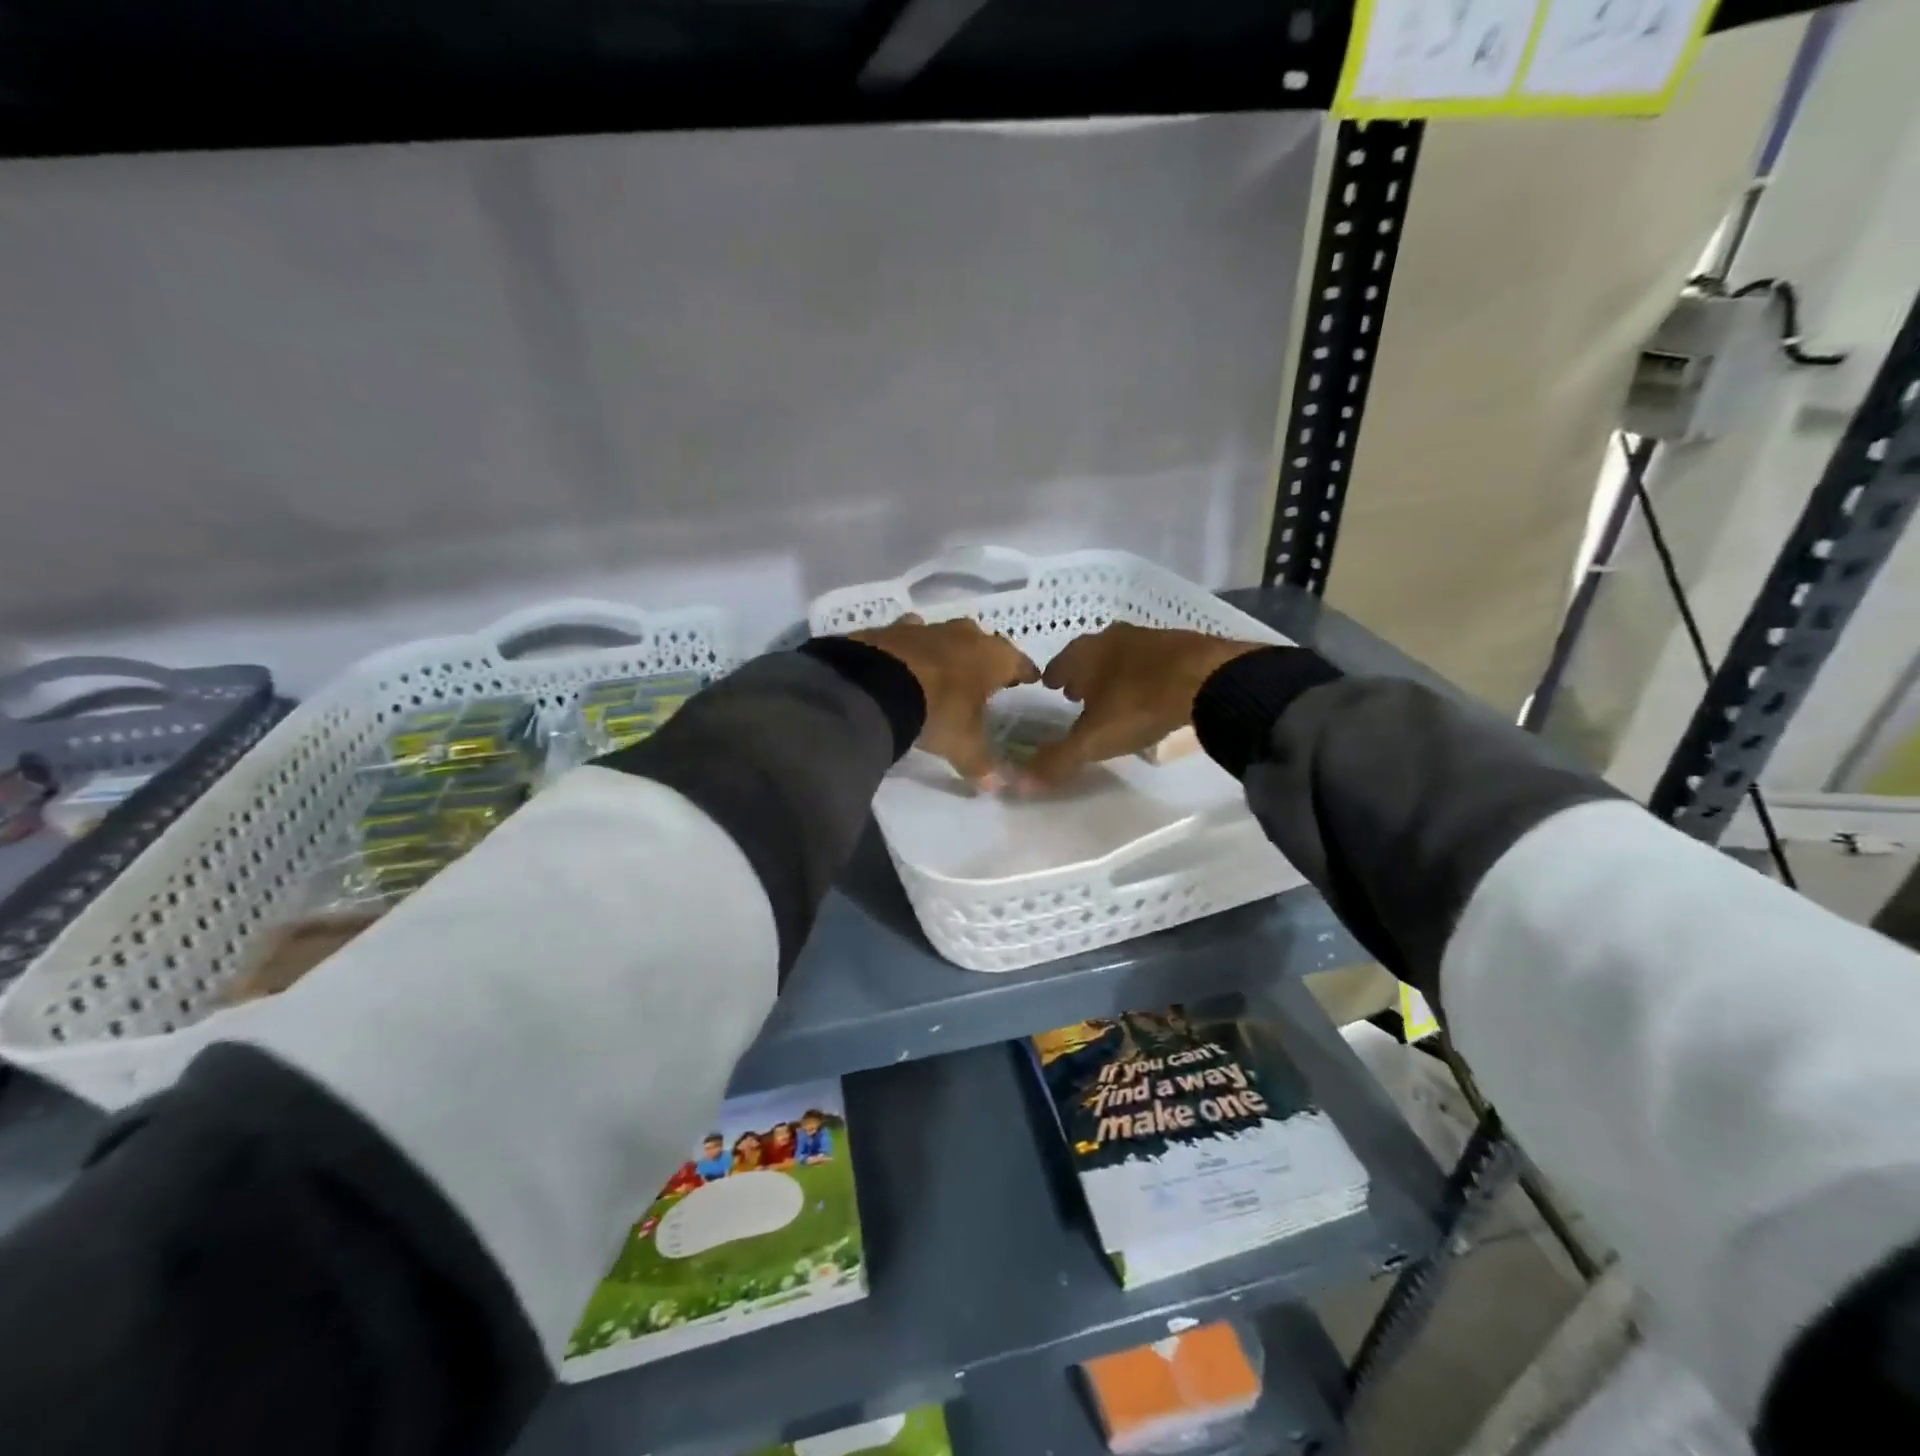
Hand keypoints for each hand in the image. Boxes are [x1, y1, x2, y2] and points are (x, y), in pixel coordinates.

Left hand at [851, 615, 1039, 788]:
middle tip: (987, 677)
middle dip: (987, 660)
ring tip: (948, 669)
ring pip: (949, 635)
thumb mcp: (963, 745)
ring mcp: (929, 628)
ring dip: (951, 650)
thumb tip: (997, 786)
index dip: (1026, 672)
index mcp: (993, 658)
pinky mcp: (895, 628)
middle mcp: (966, 636)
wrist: (877, 685)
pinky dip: (913, 645)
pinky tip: (908, 656)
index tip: (1031, 678)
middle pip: (985, 644)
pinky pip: (912, 633)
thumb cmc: (938, 711)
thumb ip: (982, 764)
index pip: (1020, 663)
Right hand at [1021, 623, 1263, 788]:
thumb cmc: (1139, 704)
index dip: (1053, 678)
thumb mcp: (1094, 740)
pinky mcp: (1181, 644)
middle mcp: (1112, 638)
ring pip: (1120, 655)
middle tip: (1077, 693)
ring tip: (1113, 694)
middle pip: (1089, 655)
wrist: (1210, 678)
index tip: (1051, 689)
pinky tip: (1151, 691)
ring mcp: (1149, 637)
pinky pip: (1152, 660)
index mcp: (1085, 653)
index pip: (1058, 664)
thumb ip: (1057, 760)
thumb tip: (1016, 784)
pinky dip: (1143, 673)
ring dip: (1113, 672)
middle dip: (1082, 673)